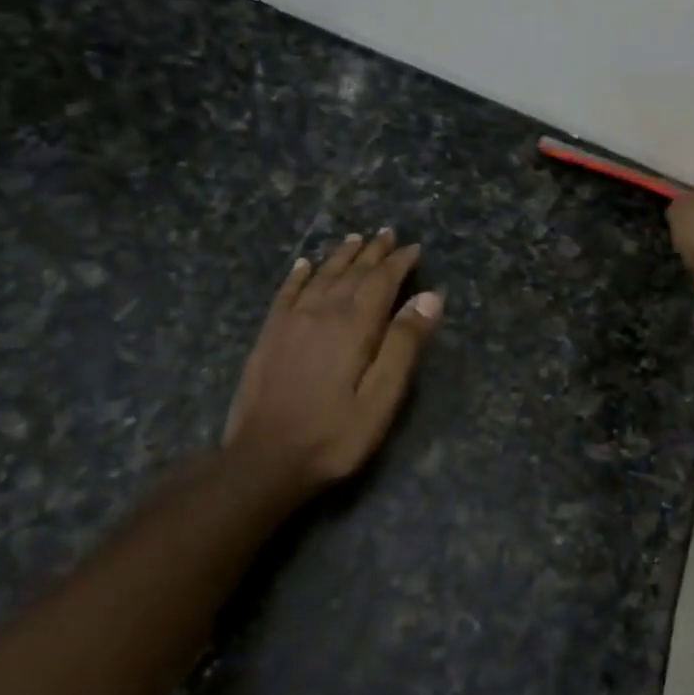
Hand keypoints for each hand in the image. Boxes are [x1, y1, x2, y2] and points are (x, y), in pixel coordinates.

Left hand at [222, 230, 442, 498]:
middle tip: (388, 234)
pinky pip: (286, 292)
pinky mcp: (269, 335)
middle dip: (372, 252)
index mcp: (354, 325)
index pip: (381, 281)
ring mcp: (290, 322)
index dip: (399, 262)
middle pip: (351, 272)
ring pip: (320, 276)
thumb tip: (429, 297)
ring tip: (354, 239)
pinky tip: (303, 265)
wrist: (264, 460)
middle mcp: (321, 312)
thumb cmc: (334, 435)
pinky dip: (298, 274)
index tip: (414, 248)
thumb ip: (404, 345)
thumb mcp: (381, 399)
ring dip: (341, 256)